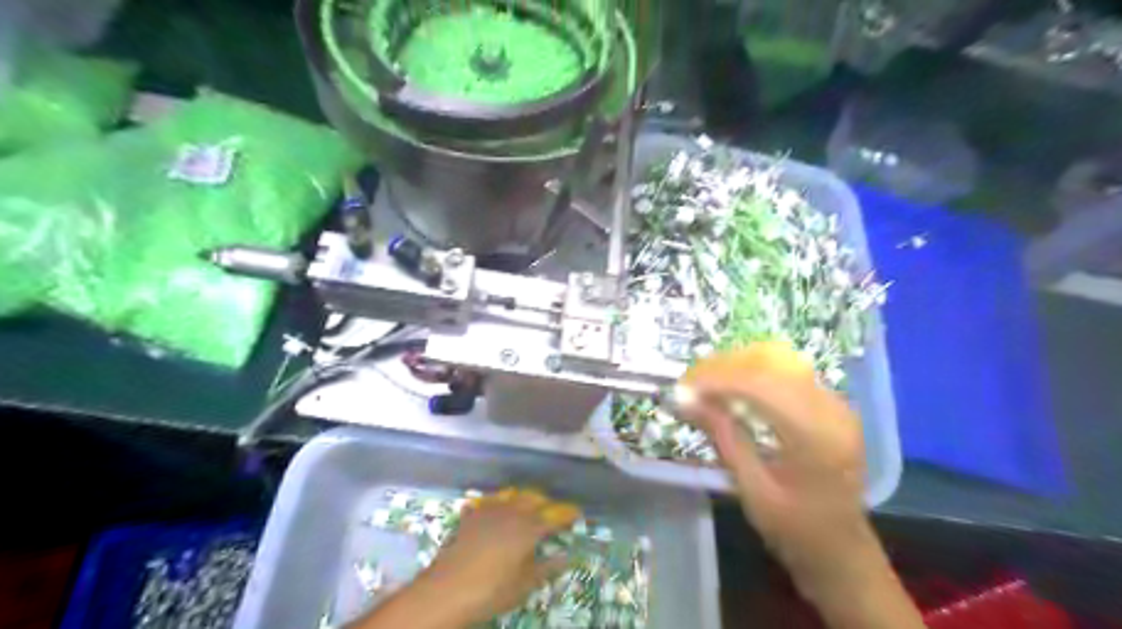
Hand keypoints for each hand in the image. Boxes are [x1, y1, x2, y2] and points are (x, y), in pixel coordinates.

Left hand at [416, 486, 583, 623]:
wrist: (446, 590)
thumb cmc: (491, 591)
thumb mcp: (525, 584)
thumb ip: (548, 567)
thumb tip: (568, 556)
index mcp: (529, 528)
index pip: (555, 515)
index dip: (568, 513)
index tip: (578, 513)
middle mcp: (512, 512)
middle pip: (534, 498)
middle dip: (546, 503)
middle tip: (553, 513)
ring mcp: (489, 510)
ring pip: (512, 494)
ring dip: (524, 498)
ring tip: (528, 507)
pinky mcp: (471, 515)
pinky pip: (489, 501)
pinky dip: (499, 502)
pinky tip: (497, 510)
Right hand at [685, 347, 876, 591]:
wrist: (841, 550)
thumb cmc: (795, 530)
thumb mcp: (752, 489)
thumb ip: (723, 437)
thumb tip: (686, 400)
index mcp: (817, 438)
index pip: (762, 387)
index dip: (718, 381)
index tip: (684, 388)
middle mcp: (833, 411)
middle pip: (770, 368)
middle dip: (725, 370)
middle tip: (690, 384)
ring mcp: (837, 404)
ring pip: (780, 365)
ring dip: (738, 369)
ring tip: (706, 384)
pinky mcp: (832, 405)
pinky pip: (789, 375)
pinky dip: (756, 376)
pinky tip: (734, 389)